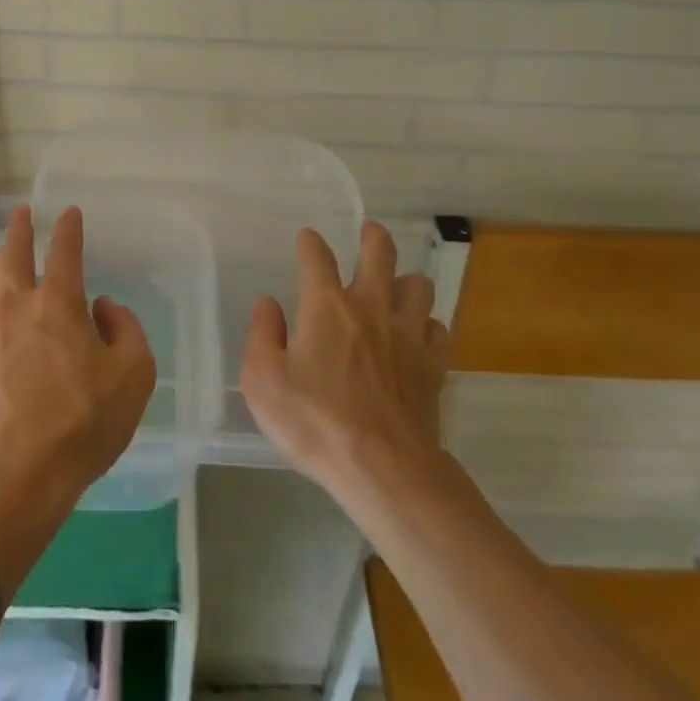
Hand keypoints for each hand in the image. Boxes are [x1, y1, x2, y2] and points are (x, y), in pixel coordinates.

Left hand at [0, 205, 156, 508]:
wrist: (18, 477)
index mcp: (58, 303)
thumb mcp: (134, 374)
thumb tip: (103, 307)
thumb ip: (125, 329)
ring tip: (3, 253)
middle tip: (22, 213)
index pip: (64, 250)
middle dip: (20, 228)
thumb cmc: (83, 422)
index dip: (69, 227)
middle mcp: (16, 306)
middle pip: (13, 254)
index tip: (70, 212)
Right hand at [240, 221, 449, 496]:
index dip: (310, 243)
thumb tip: (268, 304)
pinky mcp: (433, 364)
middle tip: (370, 232)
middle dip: (374, 237)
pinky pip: (438, 329)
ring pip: (418, 285)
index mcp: (326, 305)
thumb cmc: (315, 422)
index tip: (307, 238)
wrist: (383, 468)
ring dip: (406, 282)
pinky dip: (428, 326)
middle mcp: (370, 306)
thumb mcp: (263, 381)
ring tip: (397, 288)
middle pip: (380, 253)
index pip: (316, 257)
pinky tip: (419, 336)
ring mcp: (407, 333)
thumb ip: (261, 335)